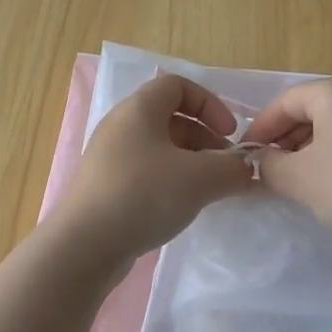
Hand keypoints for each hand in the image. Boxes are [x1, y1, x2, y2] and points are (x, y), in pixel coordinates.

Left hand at [53, 74, 254, 267]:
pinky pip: (146, 173)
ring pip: (159, 148)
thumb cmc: (143, 195)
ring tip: (210, 190)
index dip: (210, 103)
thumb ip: (232, 170)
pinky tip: (182, 207)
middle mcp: (120, 127)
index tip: (230, 133)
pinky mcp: (105, 188)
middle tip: (226, 167)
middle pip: (171, 118)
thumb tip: (247, 171)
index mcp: (138, 109)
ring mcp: (110, 158)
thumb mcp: (200, 179)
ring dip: (190, 163)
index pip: (178, 86)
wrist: (84, 246)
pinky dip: (170, 181)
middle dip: (205, 138)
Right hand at [245, 75, 331, 246]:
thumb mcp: (298, 178)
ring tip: (296, 178)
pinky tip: (330, 181)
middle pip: (311, 109)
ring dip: (309, 147)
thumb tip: (262, 161)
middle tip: (268, 169)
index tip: (245, 156)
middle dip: (285, 138)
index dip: (260, 128)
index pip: (285, 102)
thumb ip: (268, 165)